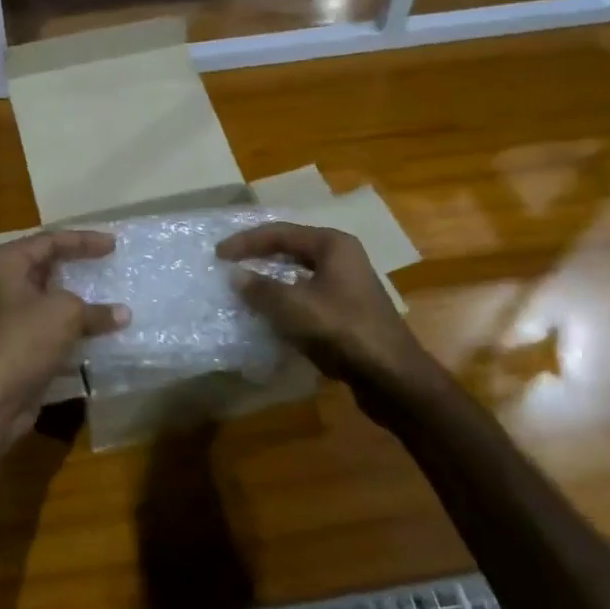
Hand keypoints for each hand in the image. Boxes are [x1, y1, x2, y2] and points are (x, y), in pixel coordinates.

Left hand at [0, 230, 127, 431]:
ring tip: (108, 293)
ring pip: (48, 296)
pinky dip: (71, 323)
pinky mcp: (15, 342)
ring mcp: (6, 314)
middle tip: (108, 261)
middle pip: (46, 265)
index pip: (49, 241)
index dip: (83, 240)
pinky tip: (97, 328)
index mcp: (5, 263)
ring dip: (77, 297)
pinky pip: (48, 323)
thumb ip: (95, 309)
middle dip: (77, 264)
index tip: (113, 244)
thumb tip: (122, 314)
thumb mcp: (66, 314)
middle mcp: (0, 283)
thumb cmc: (25, 339)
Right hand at [216, 222, 429, 386]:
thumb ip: (260, 288)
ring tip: (244, 287)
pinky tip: (270, 314)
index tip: (218, 254)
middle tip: (229, 265)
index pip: (280, 233)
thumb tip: (235, 275)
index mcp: (332, 245)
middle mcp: (343, 257)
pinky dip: (286, 300)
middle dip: (259, 256)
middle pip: (291, 249)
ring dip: (271, 280)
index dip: (246, 242)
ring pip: (299, 274)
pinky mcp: (348, 311)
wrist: (391, 375)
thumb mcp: (293, 306)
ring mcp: (348, 285)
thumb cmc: (341, 330)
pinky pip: (308, 296)